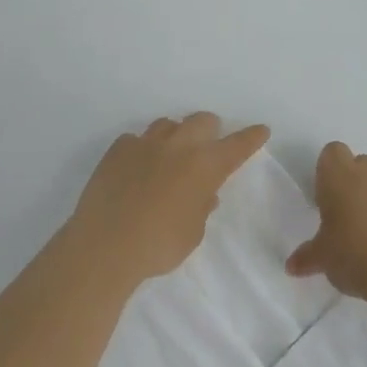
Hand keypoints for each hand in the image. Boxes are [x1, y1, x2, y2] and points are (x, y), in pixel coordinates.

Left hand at [69, 113, 270, 285]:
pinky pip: (136, 140)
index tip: (261, 129)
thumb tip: (204, 194)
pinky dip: (142, 150)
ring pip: (167, 124)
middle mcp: (178, 146)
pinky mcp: (118, 149)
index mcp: (204, 166)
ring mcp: (145, 143)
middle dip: (210, 130)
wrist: (105, 245)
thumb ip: (201, 207)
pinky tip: (136, 169)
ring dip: (175, 136)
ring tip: (170, 157)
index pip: (237, 145)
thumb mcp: (192, 233)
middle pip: (202, 121)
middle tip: (208, 147)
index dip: (251, 137)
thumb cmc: (159, 245)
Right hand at [287, 141, 366, 303]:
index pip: (332, 152)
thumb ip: (307, 256)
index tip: (330, 195)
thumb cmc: (354, 256)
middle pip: (364, 161)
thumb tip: (291, 266)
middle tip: (356, 213)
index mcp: (340, 176)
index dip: (331, 170)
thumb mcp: (323, 259)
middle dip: (360, 180)